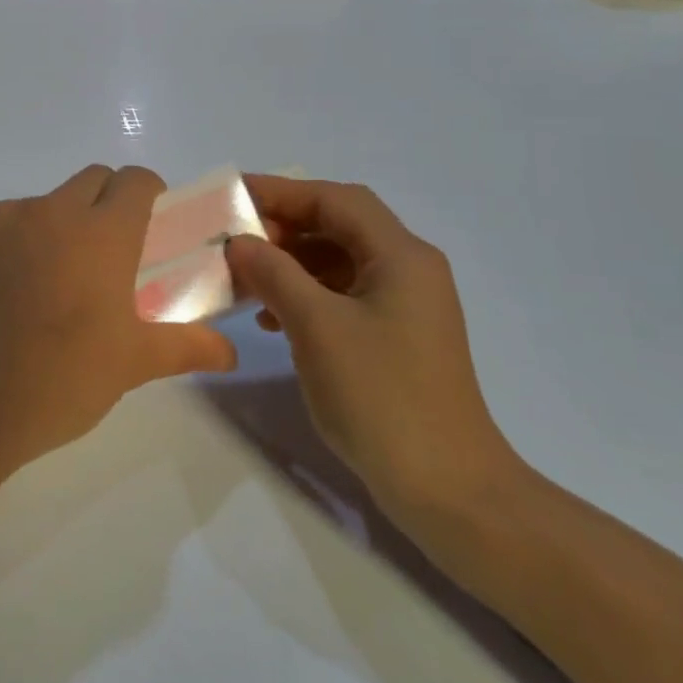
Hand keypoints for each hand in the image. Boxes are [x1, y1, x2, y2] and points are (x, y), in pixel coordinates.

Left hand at [0, 165, 238, 484]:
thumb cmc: (61, 380)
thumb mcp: (132, 364)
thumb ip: (186, 346)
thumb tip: (230, 352)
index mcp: (102, 233)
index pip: (135, 180)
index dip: (147, 195)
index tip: (146, 224)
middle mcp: (50, 210)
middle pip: (89, 180)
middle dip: (102, 204)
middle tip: (99, 256)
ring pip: (35, 205)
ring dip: (46, 229)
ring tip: (36, 285)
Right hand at [225, 176, 518, 538]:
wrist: (449, 491)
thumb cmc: (382, 397)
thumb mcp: (316, 326)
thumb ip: (273, 273)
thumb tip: (239, 241)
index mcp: (401, 256)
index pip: (335, 200)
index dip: (282, 191)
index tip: (234, 197)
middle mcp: (409, 269)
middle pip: (339, 226)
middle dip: (284, 227)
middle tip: (236, 240)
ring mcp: (406, 305)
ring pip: (339, 260)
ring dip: (291, 262)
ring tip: (247, 280)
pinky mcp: (397, 337)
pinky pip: (344, 295)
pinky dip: (306, 294)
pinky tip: (273, 319)